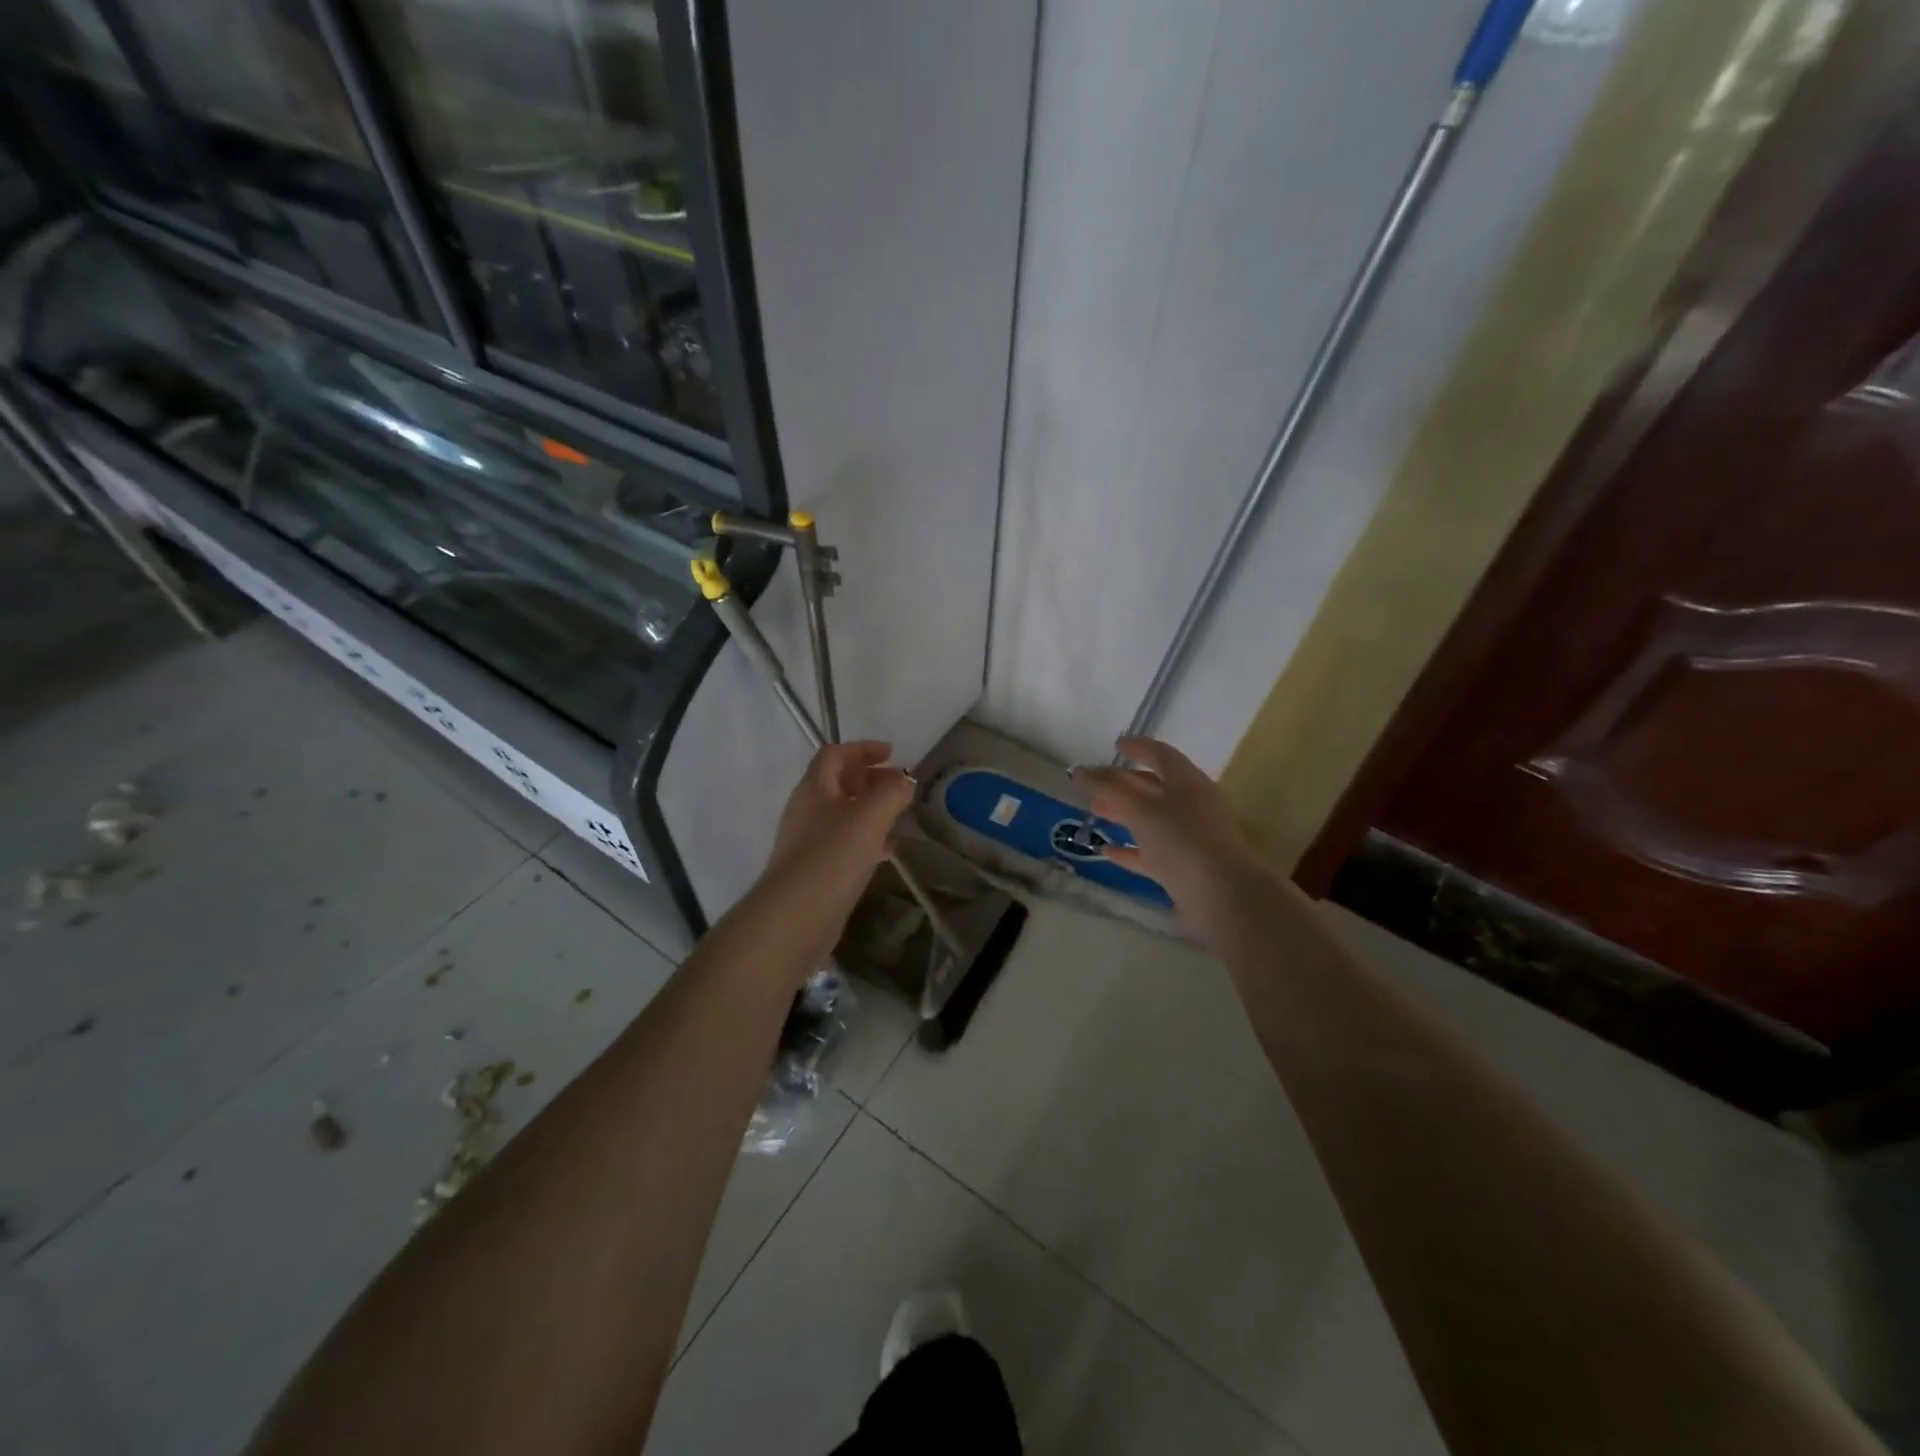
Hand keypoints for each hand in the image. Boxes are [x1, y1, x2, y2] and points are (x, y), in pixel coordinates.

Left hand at [758, 742, 914, 957]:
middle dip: (869, 778)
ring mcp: (808, 841)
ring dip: (870, 809)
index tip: (891, 753)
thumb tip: (905, 778)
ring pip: (843, 814)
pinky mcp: (816, 869)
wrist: (796, 915)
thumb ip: (891, 792)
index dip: (862, 749)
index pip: (835, 754)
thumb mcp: (870, 816)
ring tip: (898, 816)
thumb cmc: (833, 855)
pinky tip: (886, 852)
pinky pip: (844, 843)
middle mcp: (807, 810)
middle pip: (838, 783)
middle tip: (898, 785)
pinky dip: (866, 839)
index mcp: (815, 788)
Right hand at [1075, 736, 1269, 940]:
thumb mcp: (1141, 808)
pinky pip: (1153, 852)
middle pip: (1154, 787)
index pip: (1161, 755)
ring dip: (1124, 814)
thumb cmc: (1181, 840)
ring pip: (1152, 819)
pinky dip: (1131, 849)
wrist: (1221, 896)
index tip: (1116, 745)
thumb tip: (1080, 770)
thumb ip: (1109, 788)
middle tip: (1095, 785)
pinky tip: (1108, 852)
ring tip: (1094, 812)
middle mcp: (1192, 806)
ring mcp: (1190, 838)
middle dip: (1124, 784)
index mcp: (1187, 782)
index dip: (1138, 747)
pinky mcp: (1185, 868)